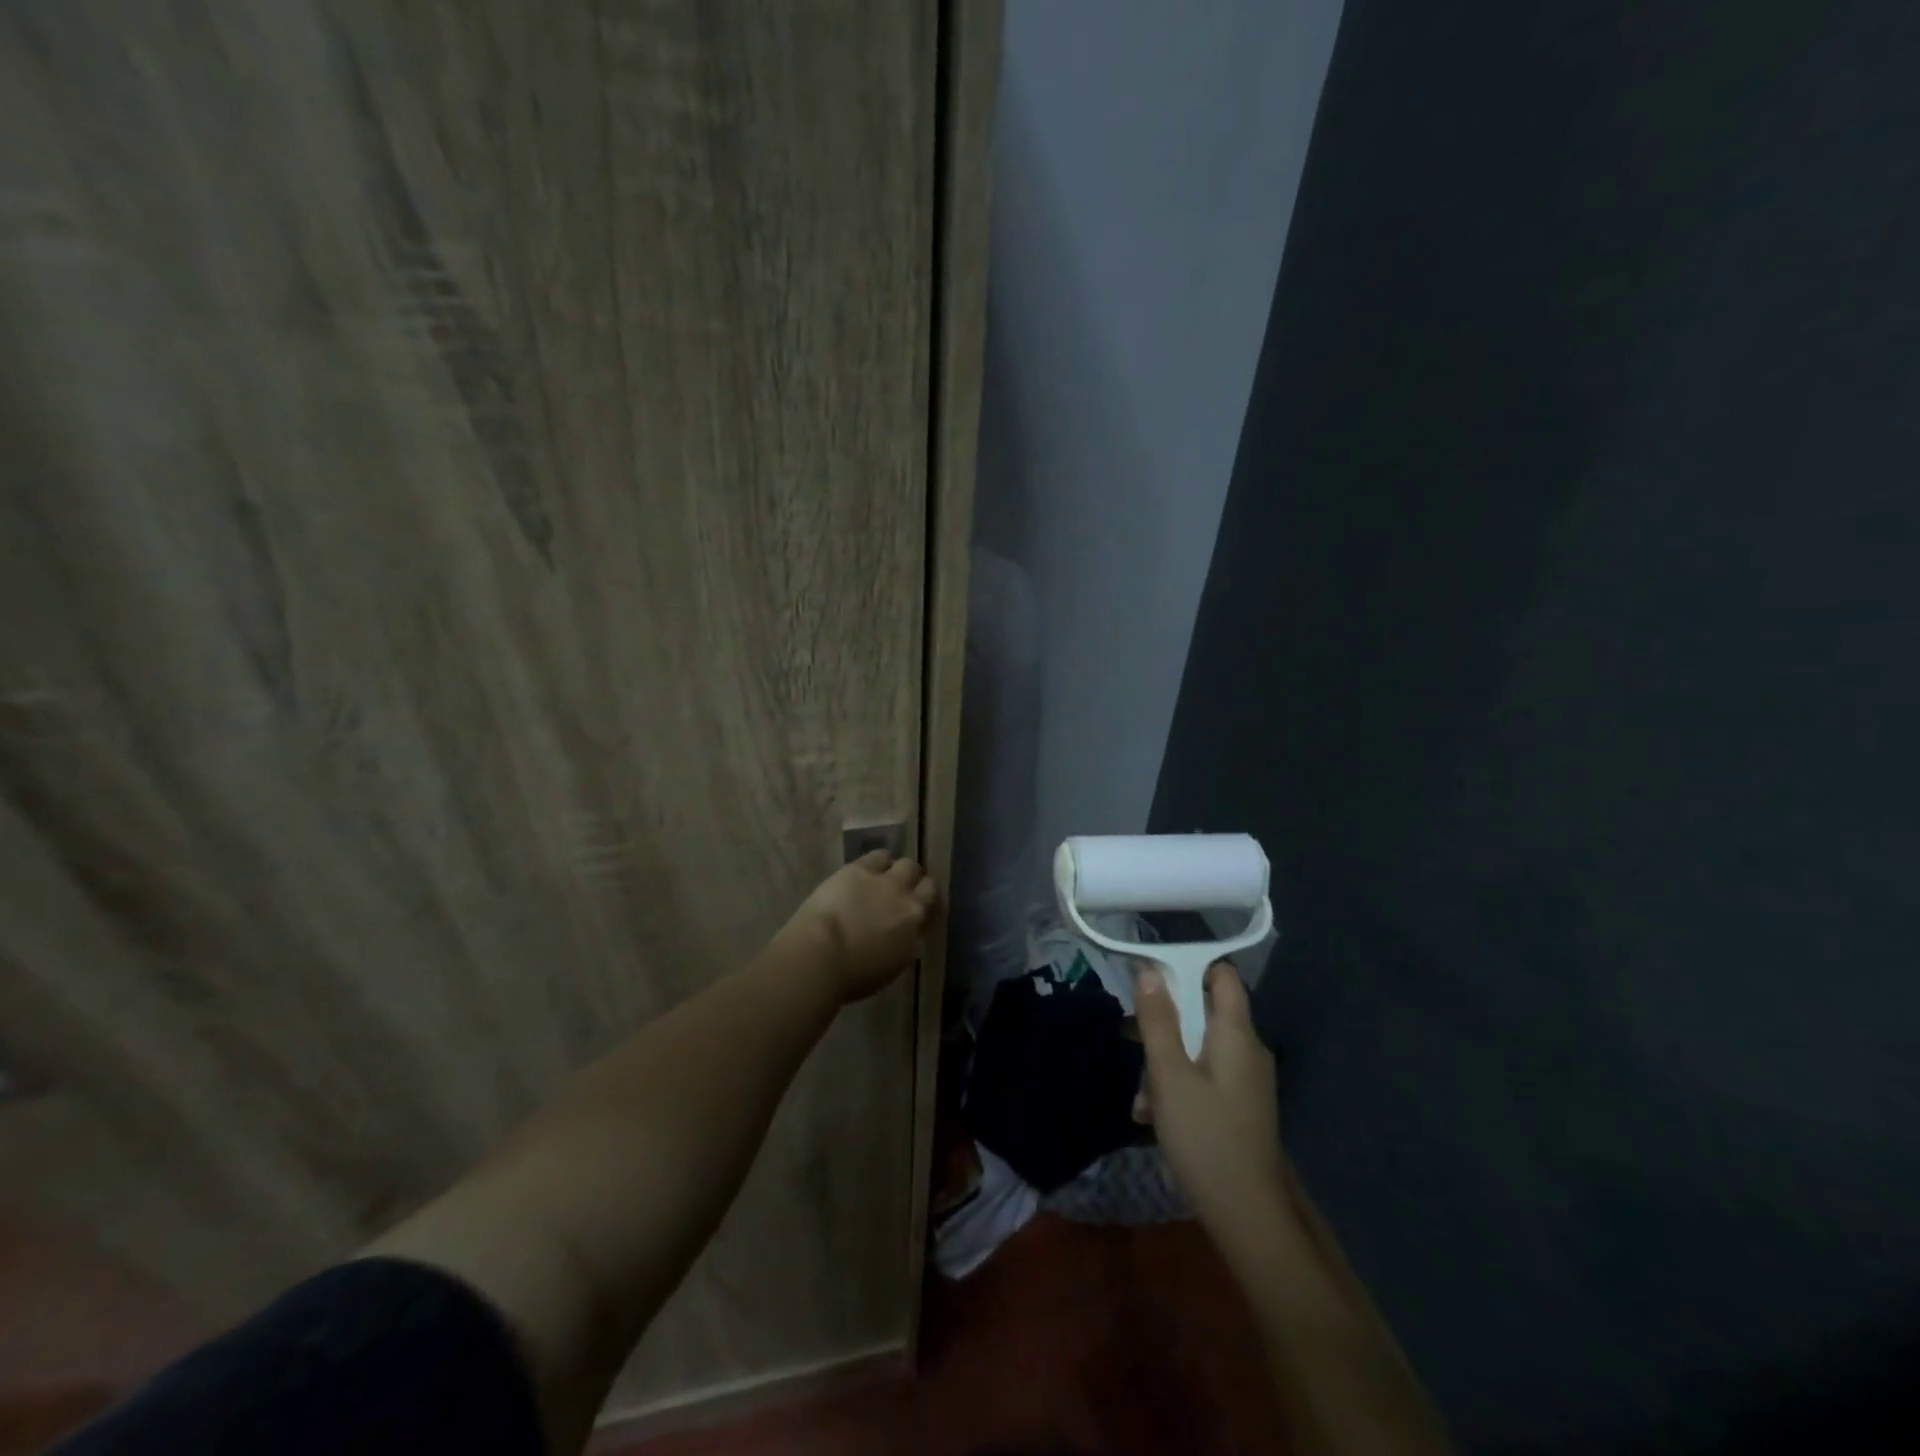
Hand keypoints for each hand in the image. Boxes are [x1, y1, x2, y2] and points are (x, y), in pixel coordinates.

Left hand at [785, 850, 937, 1002]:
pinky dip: (879, 861)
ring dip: (900, 870)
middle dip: (916, 886)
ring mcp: (886, 883)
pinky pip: (879, 856)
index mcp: (914, 934)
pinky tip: (870, 866)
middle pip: (925, 885)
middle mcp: (908, 904)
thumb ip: (901, 947)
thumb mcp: (888, 968)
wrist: (822, 955)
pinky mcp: (861, 869)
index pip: (929, 912)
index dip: (922, 908)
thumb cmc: (850, 976)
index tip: (912, 911)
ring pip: (907, 865)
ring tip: (887, 875)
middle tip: (902, 891)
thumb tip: (903, 937)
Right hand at [1134, 960, 1286, 1244]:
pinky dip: (1179, 1084)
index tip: (1152, 977)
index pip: (1221, 975)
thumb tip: (1150, 972)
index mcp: (1236, 1034)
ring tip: (1141, 1096)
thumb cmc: (1205, 1136)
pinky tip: (1152, 1115)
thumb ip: (1158, 1021)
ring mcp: (1246, 1079)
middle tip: (1133, 1041)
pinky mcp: (1239, 1105)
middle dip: (1165, 1023)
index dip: (1188, 966)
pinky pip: (1205, 1075)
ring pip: (1198, 1047)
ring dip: (1165, 1062)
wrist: (1246, 1215)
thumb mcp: (1169, 1075)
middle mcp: (1247, 1049)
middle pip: (1203, 1012)